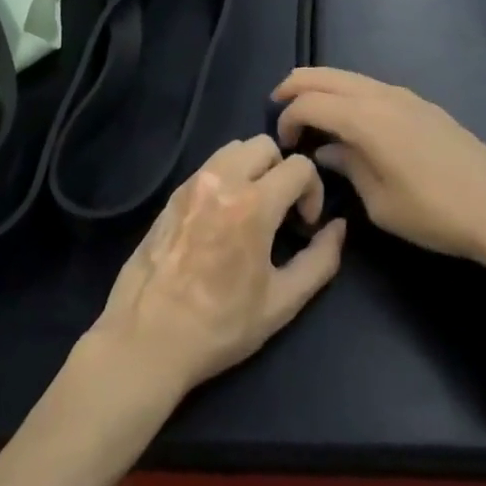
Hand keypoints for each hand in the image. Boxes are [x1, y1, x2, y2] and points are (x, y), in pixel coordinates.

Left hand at [86, 136, 347, 403]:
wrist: (147, 339)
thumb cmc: (220, 326)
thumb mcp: (282, 302)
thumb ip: (320, 260)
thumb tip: (338, 227)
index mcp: (253, 204)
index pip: (299, 166)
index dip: (313, 191)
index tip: (305, 225)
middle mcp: (222, 180)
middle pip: (265, 145)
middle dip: (283, 172)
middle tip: (282, 212)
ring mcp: (192, 183)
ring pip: (234, 148)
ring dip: (254, 168)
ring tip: (253, 209)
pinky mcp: (172, 194)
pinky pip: (209, 166)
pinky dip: (227, 177)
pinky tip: (223, 218)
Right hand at [273, 68, 485, 263]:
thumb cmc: (434, 213)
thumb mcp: (379, 202)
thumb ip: (348, 167)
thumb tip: (328, 151)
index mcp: (365, 118)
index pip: (309, 102)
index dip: (288, 118)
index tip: (283, 145)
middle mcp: (381, 95)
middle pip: (325, 75)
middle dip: (296, 86)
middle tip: (278, 107)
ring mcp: (404, 95)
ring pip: (349, 76)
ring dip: (323, 87)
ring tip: (310, 113)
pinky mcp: (422, 104)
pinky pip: (371, 86)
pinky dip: (348, 93)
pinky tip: (350, 120)